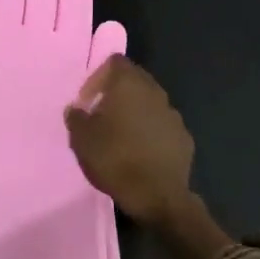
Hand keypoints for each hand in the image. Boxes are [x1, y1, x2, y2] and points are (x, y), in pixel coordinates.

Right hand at [64, 57, 194, 223]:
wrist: (158, 196)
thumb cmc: (114, 159)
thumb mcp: (81, 138)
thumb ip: (76, 117)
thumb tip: (77, 109)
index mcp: (128, 85)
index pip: (114, 62)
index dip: (97, 77)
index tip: (87, 101)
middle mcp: (154, 92)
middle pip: (134, 79)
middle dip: (116, 93)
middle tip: (101, 115)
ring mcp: (172, 114)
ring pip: (149, 102)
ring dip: (134, 112)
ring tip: (120, 135)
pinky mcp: (184, 137)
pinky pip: (162, 125)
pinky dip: (150, 131)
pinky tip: (140, 152)